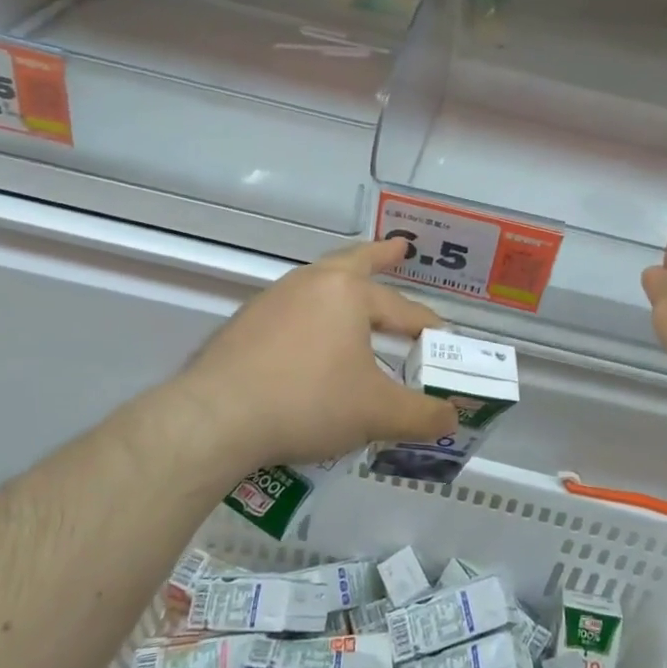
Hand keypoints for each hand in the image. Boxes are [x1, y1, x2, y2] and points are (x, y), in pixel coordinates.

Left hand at [172, 239, 457, 469]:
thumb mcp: (375, 413)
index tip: (443, 339)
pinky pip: (292, 309)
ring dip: (343, 284)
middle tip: (398, 248)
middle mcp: (311, 284)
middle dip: (380, 255)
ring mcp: (273, 300)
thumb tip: (451, 419)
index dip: (427, 327)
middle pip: (354, 261)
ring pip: (319, 283)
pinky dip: (312, 314)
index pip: (403, 308)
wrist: (215, 417)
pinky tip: (311, 339)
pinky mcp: (245, 324)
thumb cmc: (308, 401)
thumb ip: (420, 415)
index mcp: (348, 292)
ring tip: (355, 294)